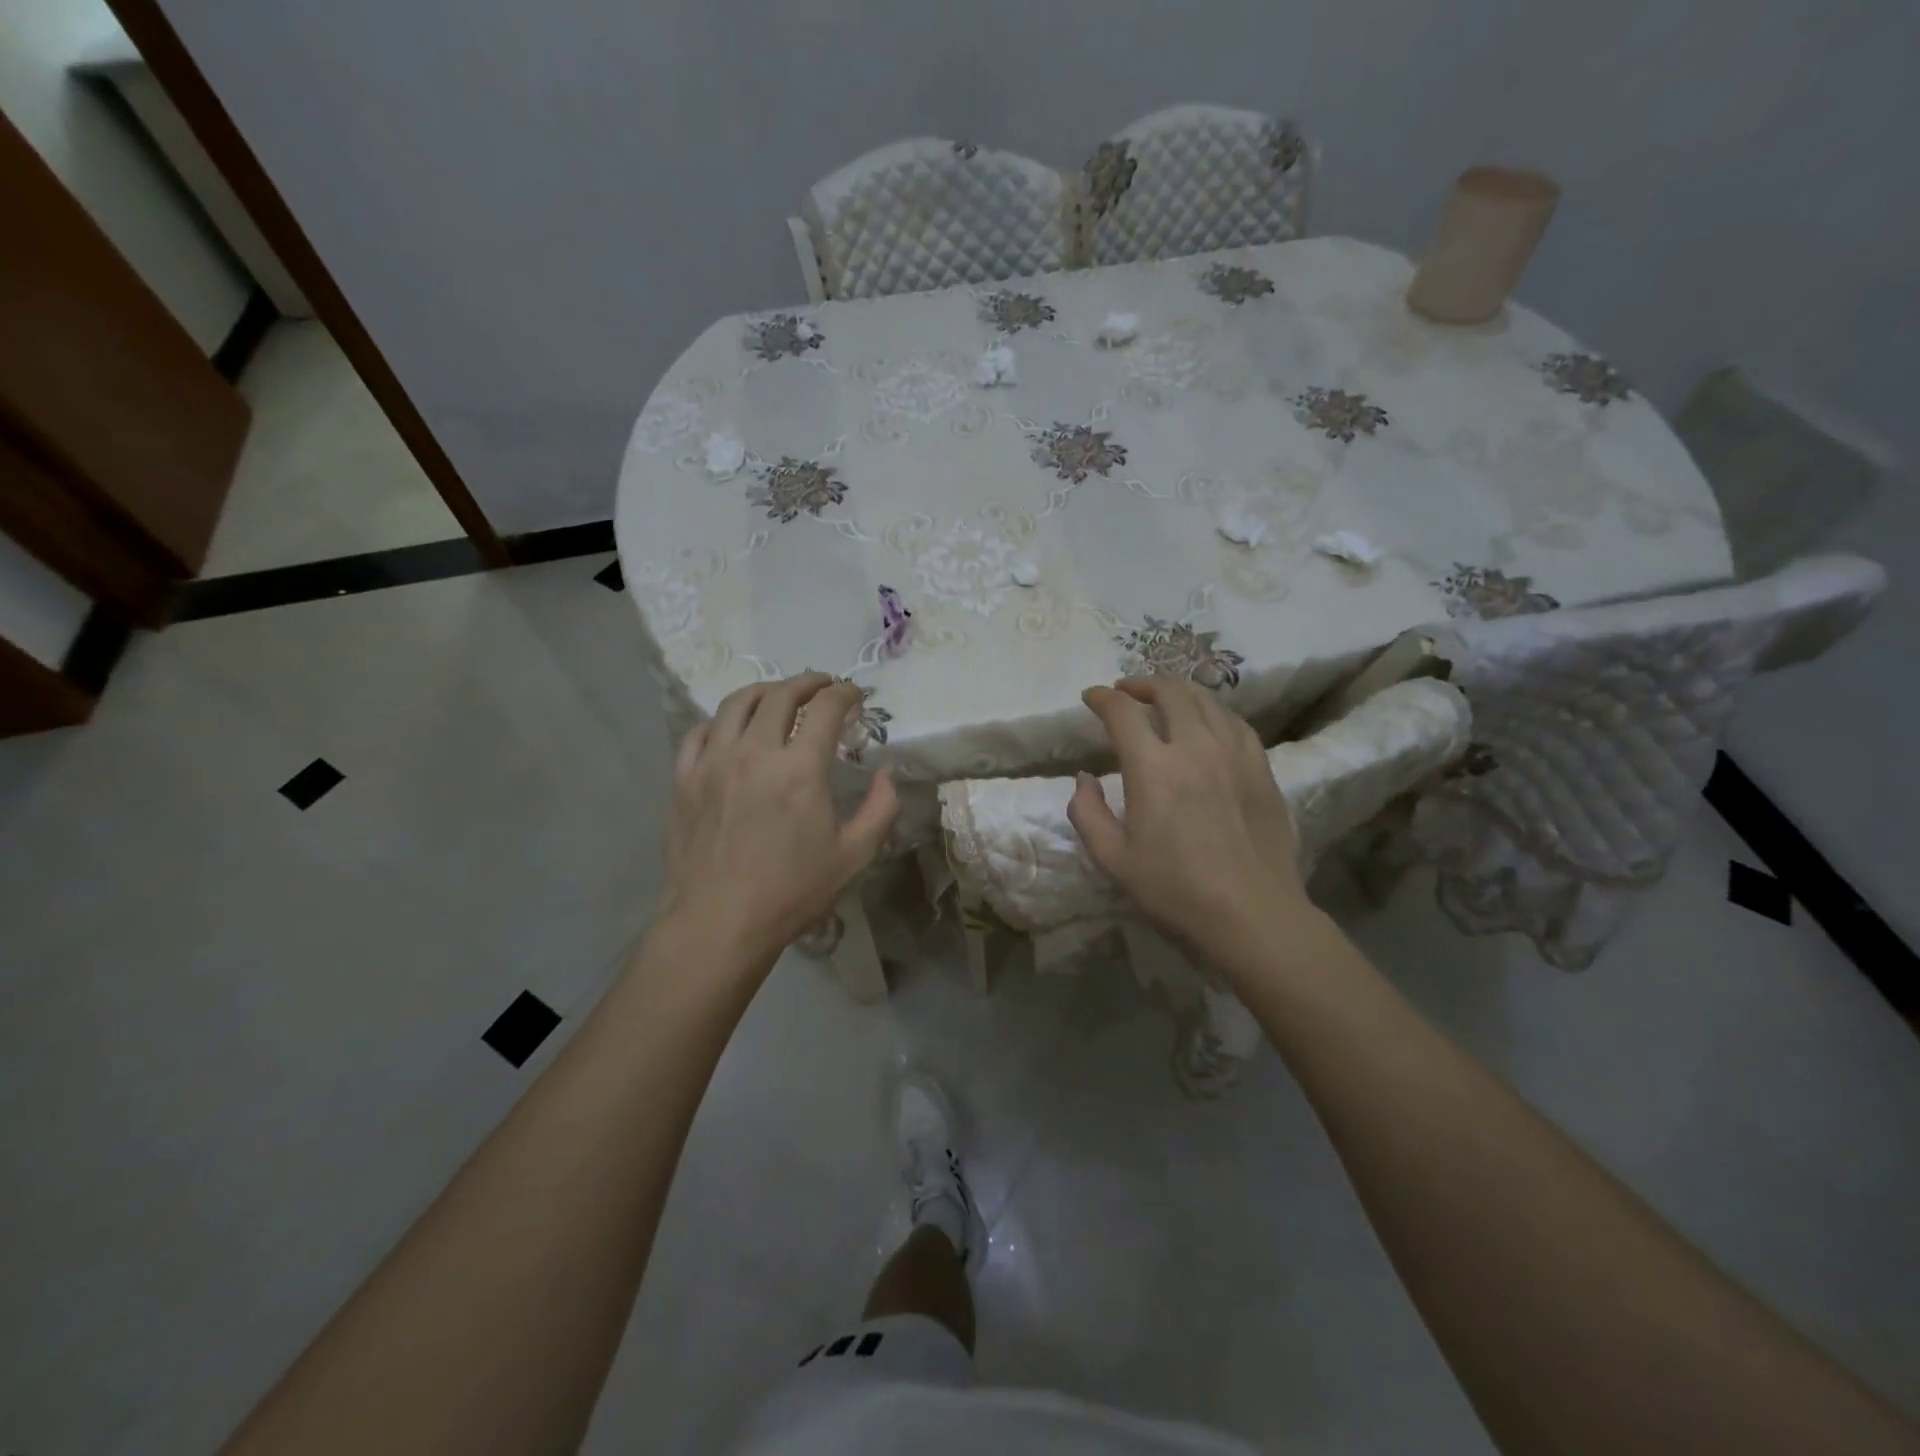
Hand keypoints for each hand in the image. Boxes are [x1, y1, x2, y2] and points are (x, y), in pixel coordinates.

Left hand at [660, 673, 898, 970]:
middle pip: (780, 695)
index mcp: (800, 769)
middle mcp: (754, 753)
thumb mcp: (855, 855)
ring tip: (779, 696)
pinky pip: (699, 732)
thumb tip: (888, 772)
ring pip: (736, 704)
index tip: (855, 695)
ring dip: (765, 691)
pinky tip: (732, 728)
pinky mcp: (683, 779)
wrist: (719, 923)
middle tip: (823, 685)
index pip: (825, 708)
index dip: (845, 693)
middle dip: (808, 682)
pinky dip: (721, 720)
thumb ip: (881, 808)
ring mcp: (712, 763)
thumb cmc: (792, 892)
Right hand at [1068, 677, 1311, 969]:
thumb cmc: (1176, 890)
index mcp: (1153, 768)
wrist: (1252, 914)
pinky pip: (1235, 722)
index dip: (1102, 698)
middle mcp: (1194, 747)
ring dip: (1178, 692)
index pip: (1122, 712)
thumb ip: (1087, 813)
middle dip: (1141, 684)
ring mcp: (1234, 753)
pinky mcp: (1261, 767)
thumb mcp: (1113, 859)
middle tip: (1126, 693)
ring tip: (1164, 701)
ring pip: (1206, 700)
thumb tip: (1084, 778)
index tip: (1091, 698)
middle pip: (1169, 692)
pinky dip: (1213, 711)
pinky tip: (1207, 723)